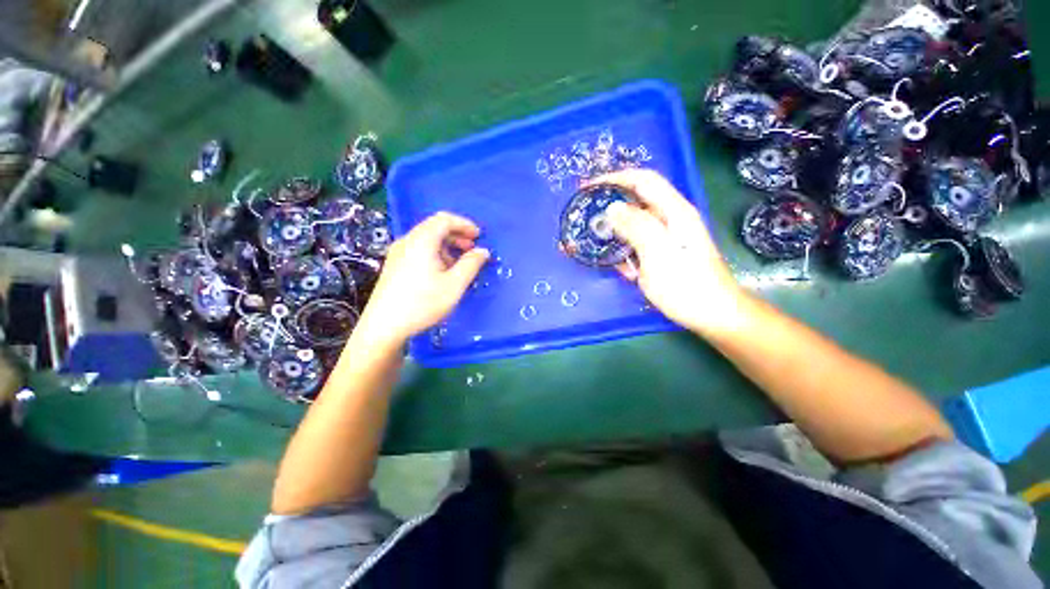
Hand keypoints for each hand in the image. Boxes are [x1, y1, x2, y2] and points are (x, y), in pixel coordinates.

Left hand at [356, 212, 489, 346]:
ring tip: (459, 263)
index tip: (479, 236)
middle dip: (457, 235)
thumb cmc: (422, 303)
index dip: (464, 224)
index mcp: (422, 241)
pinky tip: (442, 272)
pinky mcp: (395, 265)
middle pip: (435, 227)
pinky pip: (419, 250)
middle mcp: (407, 241)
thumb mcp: (454, 285)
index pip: (444, 219)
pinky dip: (436, 253)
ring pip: (427, 240)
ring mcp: (398, 253)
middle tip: (472, 249)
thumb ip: (471, 264)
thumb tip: (483, 251)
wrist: (384, 326)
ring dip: (447, 246)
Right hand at [589, 169, 743, 333]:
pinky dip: (622, 251)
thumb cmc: (687, 285)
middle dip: (609, 205)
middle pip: (636, 202)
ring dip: (613, 232)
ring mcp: (665, 239)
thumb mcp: (659, 253)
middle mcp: (670, 220)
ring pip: (633, 226)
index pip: (643, 181)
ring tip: (592, 241)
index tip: (589, 187)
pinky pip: (636, 246)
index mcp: (674, 212)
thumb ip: (636, 227)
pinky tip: (615, 265)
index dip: (616, 178)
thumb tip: (612, 208)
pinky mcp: (661, 256)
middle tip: (584, 215)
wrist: (712, 315)